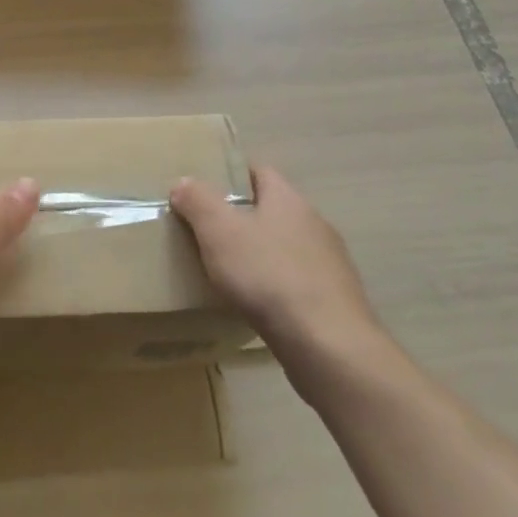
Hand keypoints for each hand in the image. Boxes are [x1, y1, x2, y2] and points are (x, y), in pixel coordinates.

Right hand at [171, 165, 386, 385]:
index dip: (230, 175)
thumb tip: (184, 182)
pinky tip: (256, 303)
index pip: (259, 171)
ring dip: (259, 253)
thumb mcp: (219, 231)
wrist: (327, 344)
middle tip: (206, 232)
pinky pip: (295, 279)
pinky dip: (274, 284)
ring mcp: (328, 262)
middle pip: (271, 209)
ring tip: (226, 271)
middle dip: (240, 217)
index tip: (203, 189)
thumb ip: (198, 201)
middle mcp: (313, 223)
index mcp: (288, 199)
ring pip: (284, 246)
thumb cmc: (268, 275)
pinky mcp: (334, 298)